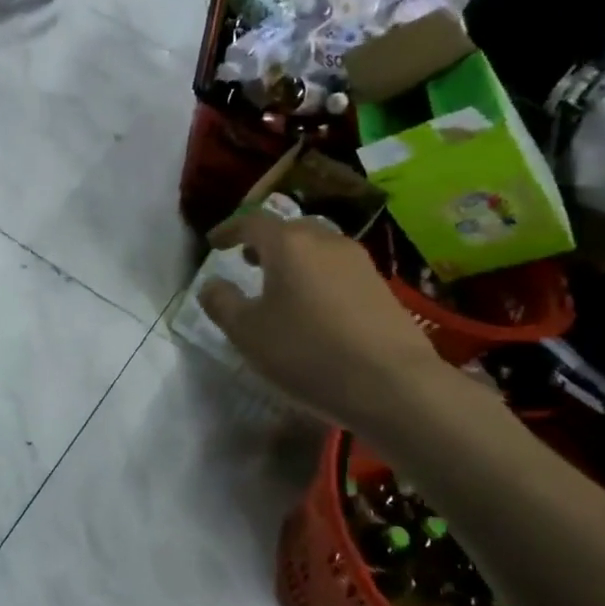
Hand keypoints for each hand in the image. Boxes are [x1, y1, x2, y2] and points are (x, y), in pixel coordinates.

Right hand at [198, 210, 442, 430]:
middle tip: (246, 260)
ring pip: (317, 247)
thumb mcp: (247, 333)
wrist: (394, 384)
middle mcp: (325, 240)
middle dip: (264, 241)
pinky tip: (313, 305)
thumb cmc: (308, 352)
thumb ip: (221, 303)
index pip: (252, 220)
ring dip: (293, 258)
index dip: (229, 229)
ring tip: (278, 284)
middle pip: (289, 228)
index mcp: (288, 243)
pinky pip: (337, 268)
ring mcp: (359, 261)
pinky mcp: (381, 286)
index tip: (214, 243)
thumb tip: (211, 284)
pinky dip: (316, 275)